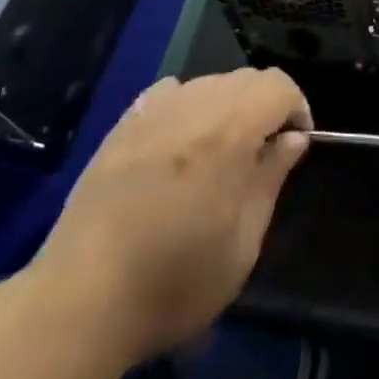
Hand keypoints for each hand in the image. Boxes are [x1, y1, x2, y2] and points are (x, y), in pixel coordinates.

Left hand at [17, 68, 311, 373]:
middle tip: (260, 154)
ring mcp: (153, 111)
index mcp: (229, 131)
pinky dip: (186, 106)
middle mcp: (194, 106)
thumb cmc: (174, 281)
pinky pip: (168, 93)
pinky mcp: (122, 124)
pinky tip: (177, 144)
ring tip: (217, 154)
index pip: (278, 86)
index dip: (296, 107)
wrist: (82, 299)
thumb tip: (293, 138)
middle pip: (245, 79)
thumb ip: (270, 180)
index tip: (295, 144)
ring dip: (226, 106)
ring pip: (207, 83)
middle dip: (264, 105)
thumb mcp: (242, 244)